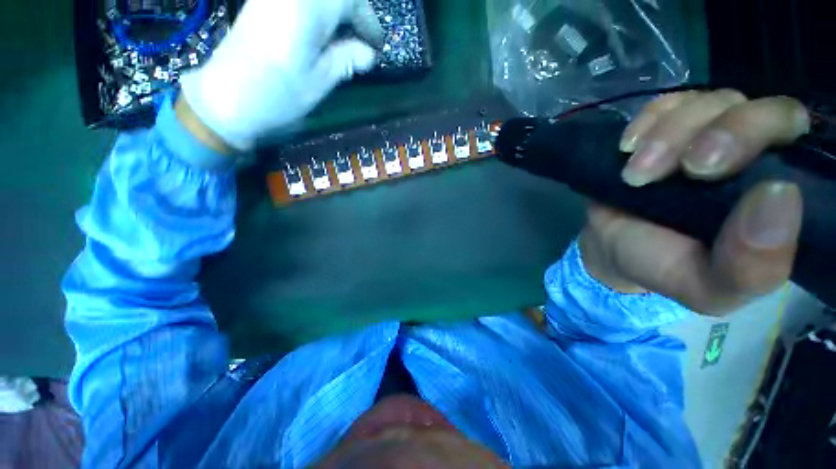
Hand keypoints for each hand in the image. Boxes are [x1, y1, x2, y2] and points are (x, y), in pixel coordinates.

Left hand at [180, 0, 383, 150]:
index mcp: (308, 6)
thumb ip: (347, 59)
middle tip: (362, 42)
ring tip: (344, 41)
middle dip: (354, 13)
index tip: (376, 47)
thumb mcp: (321, 80)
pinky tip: (321, 35)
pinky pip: (301, 2)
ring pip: (318, 0)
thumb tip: (369, 54)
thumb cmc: (280, 94)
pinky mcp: (263, 4)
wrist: (228, 98)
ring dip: (336, 15)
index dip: (368, 21)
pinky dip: (318, 15)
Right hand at [580, 90, 810, 314]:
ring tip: (635, 173)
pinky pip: (667, 101)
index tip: (716, 172)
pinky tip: (628, 148)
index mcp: (777, 193)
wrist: (612, 246)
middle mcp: (754, 153)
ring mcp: (708, 133)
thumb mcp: (708, 287)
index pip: (801, 143)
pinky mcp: (667, 127)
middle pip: (760, 108)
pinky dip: (647, 120)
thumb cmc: (662, 265)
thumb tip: (780, 194)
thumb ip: (751, 267)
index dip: (768, 138)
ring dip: (669, 135)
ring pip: (709, 101)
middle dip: (724, 131)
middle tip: (687, 168)